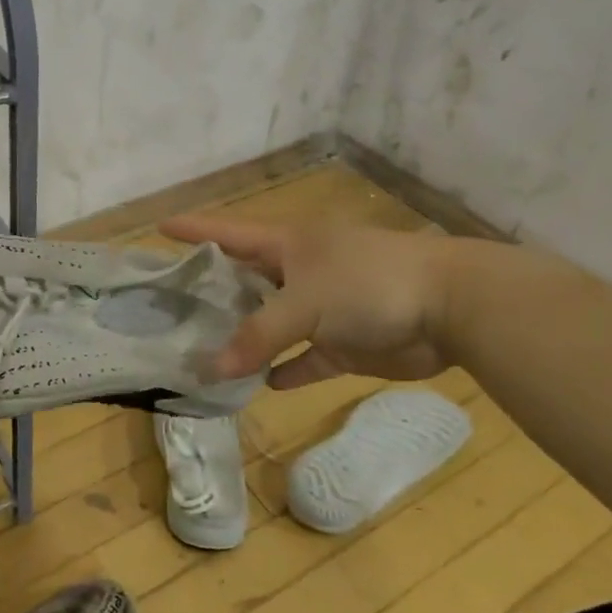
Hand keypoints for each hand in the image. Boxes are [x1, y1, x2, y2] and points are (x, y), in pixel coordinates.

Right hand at [160, 213, 461, 386]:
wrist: (452, 308)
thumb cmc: (367, 283)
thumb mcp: (304, 302)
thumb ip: (257, 335)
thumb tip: (210, 370)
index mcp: (287, 244)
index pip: (228, 232)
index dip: (194, 229)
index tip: (159, 228)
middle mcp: (299, 271)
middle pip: (245, 280)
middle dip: (212, 293)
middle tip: (169, 310)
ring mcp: (323, 308)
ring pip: (272, 324)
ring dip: (245, 340)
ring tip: (203, 354)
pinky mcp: (345, 343)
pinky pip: (305, 359)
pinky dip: (286, 370)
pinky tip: (260, 384)